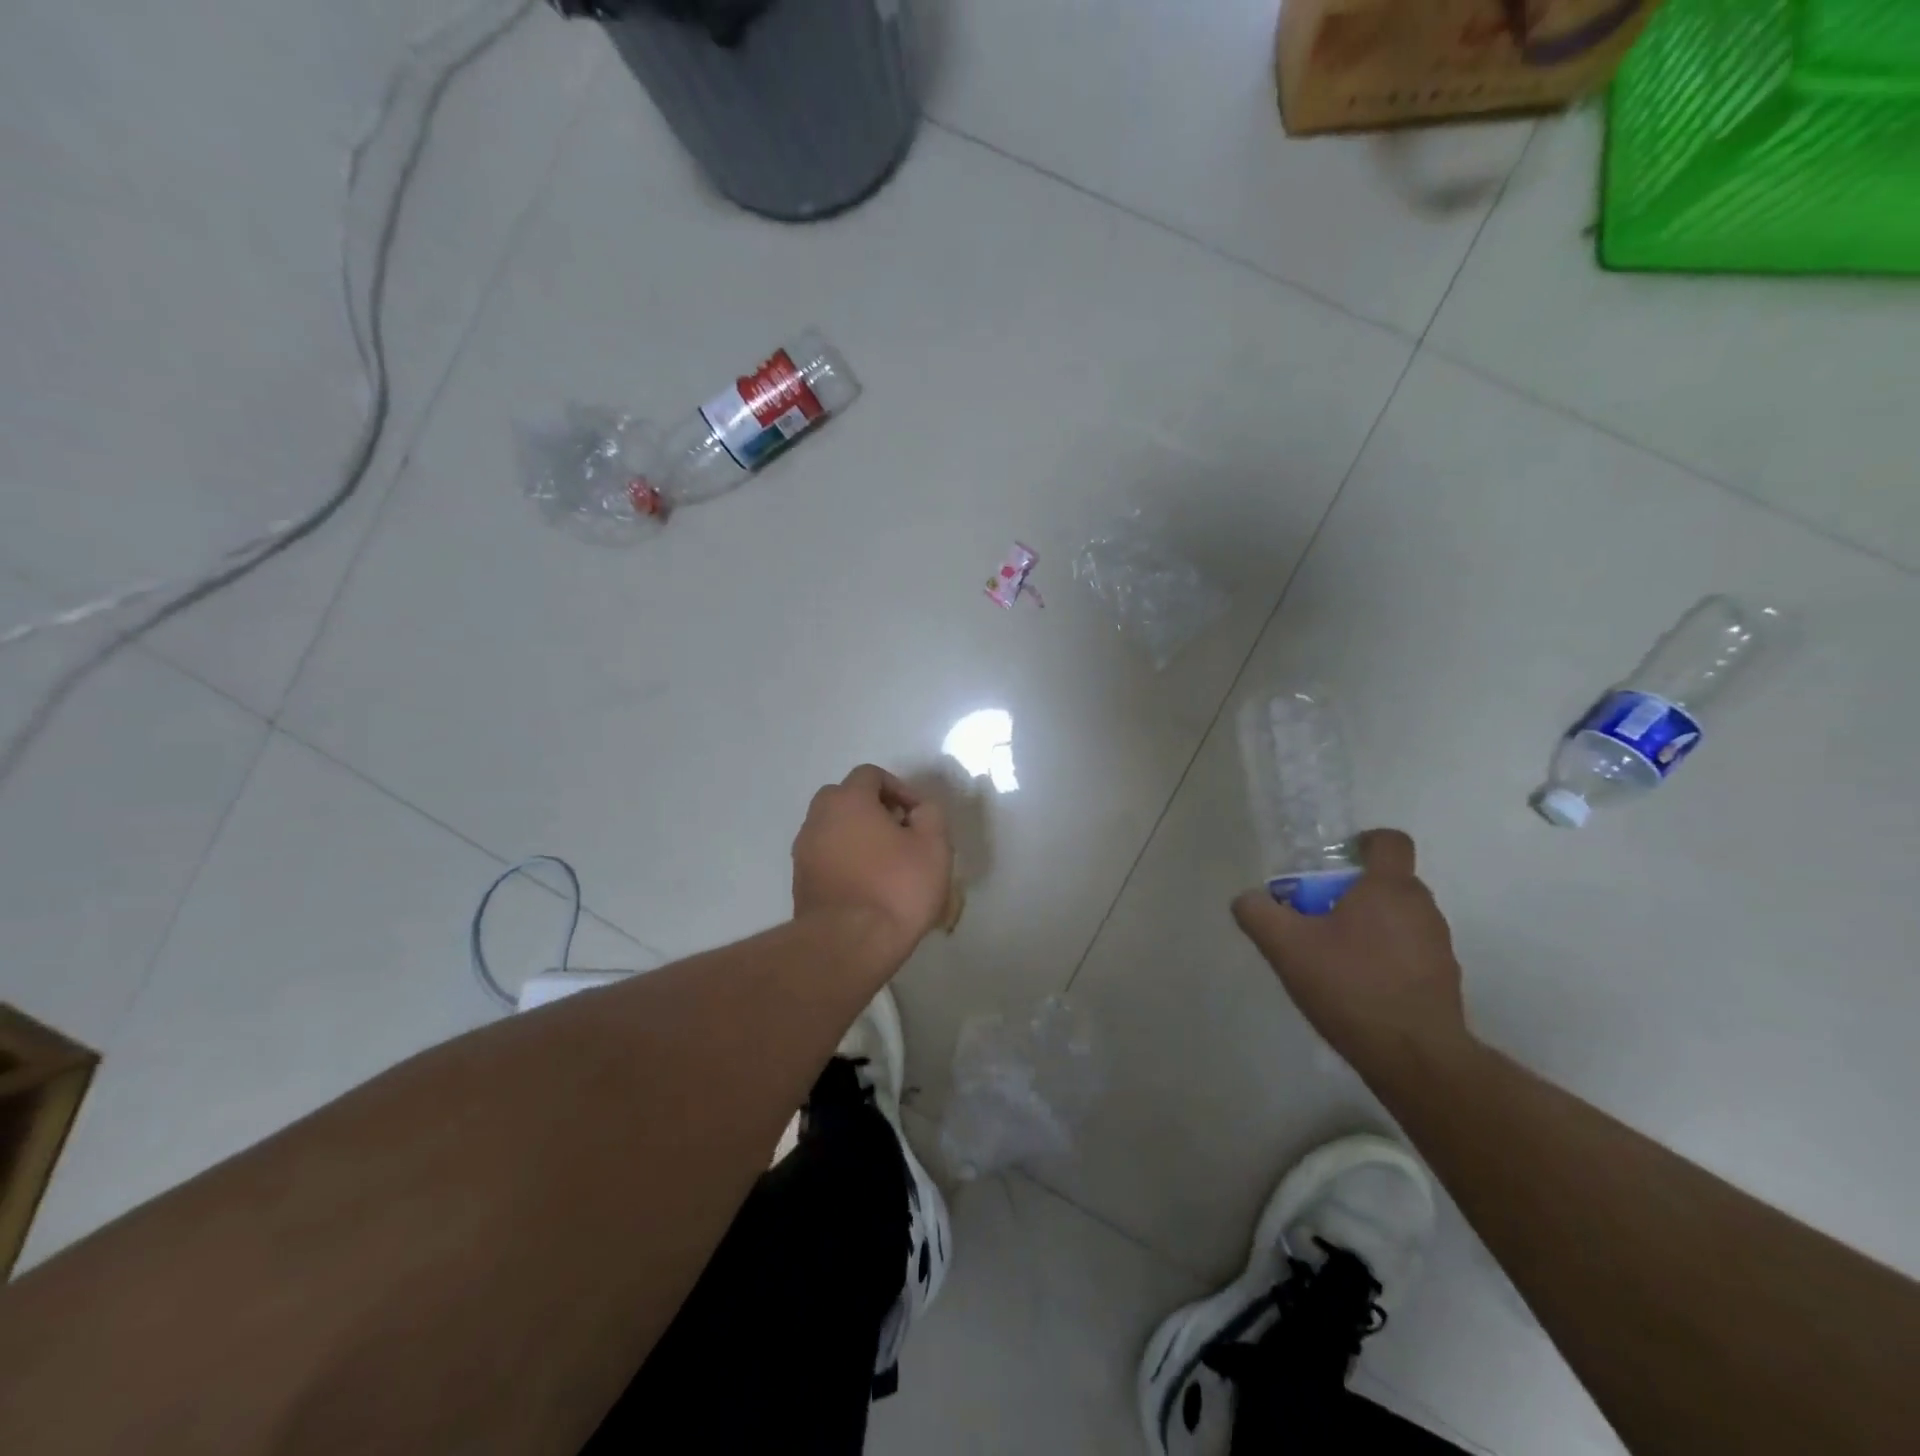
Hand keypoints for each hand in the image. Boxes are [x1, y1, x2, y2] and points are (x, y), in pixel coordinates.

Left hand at [793, 765, 953, 953]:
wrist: (848, 944)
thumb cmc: (896, 888)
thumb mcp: (934, 846)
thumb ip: (930, 814)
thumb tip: (918, 811)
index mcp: (848, 800)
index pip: (871, 775)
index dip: (900, 789)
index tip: (918, 817)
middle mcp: (818, 818)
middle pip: (846, 799)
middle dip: (874, 810)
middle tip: (900, 835)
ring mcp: (804, 851)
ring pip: (833, 829)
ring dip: (858, 837)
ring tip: (886, 865)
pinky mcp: (800, 881)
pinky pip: (826, 857)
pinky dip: (844, 861)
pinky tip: (867, 887)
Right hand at [1232, 830, 1468, 1073]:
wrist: (1414, 1056)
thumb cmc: (1350, 986)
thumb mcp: (1286, 947)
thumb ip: (1258, 914)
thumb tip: (1247, 899)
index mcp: (1388, 888)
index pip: (1390, 841)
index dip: (1364, 843)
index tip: (1337, 862)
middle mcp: (1422, 907)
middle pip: (1388, 881)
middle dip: (1353, 891)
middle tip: (1317, 916)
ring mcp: (1438, 944)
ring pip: (1399, 917)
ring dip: (1370, 925)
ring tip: (1335, 956)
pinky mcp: (1444, 978)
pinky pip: (1410, 950)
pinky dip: (1386, 956)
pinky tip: (1358, 986)